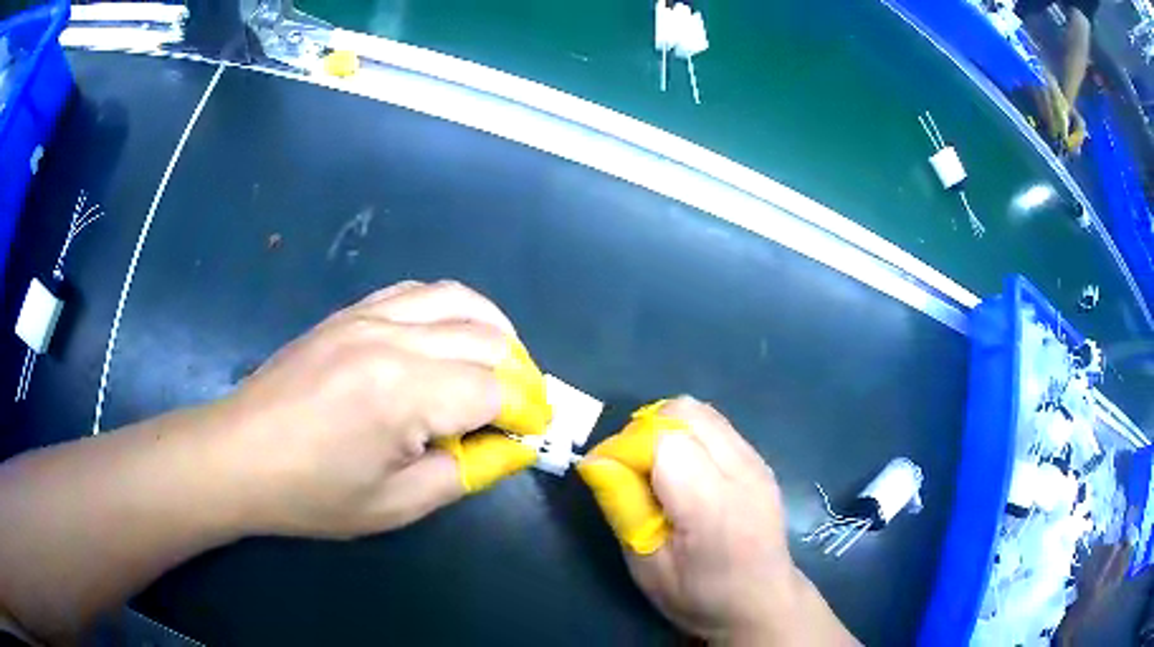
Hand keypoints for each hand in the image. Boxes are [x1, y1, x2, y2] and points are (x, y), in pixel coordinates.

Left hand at [221, 280, 550, 538]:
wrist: (239, 455)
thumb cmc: (312, 493)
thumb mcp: (396, 504)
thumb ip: (464, 472)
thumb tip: (512, 447)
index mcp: (405, 391)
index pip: (495, 389)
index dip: (524, 413)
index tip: (532, 435)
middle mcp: (394, 338)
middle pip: (486, 338)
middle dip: (518, 373)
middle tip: (520, 409)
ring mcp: (368, 316)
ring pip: (458, 299)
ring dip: (493, 330)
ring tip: (500, 363)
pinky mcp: (349, 311)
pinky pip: (417, 290)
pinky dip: (450, 308)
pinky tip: (449, 335)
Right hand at [578, 398, 857, 644]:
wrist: (762, 603)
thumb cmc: (700, 596)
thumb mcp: (648, 567)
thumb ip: (623, 508)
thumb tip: (596, 461)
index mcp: (712, 504)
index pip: (662, 440)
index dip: (624, 447)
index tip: (603, 471)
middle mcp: (741, 471)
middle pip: (683, 412)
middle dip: (644, 430)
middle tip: (629, 469)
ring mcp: (756, 461)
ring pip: (700, 412)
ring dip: (666, 428)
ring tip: (654, 469)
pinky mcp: (759, 461)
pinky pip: (716, 426)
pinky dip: (688, 435)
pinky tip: (684, 471)